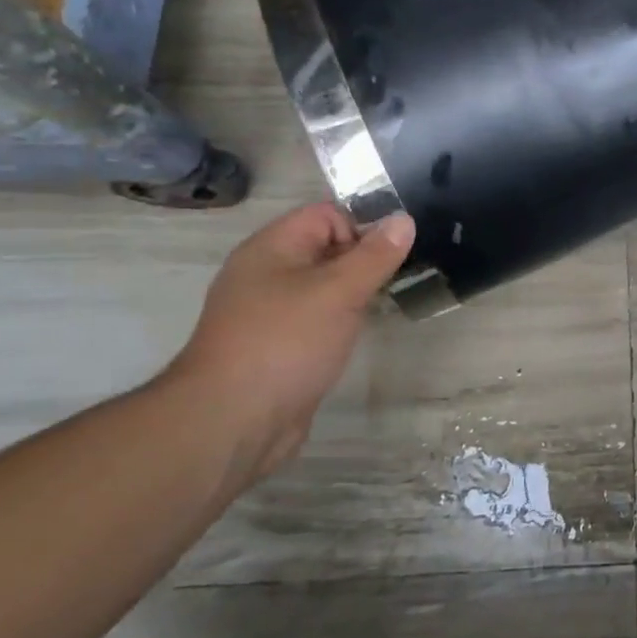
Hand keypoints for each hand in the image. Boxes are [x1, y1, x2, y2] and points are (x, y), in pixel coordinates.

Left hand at [164, 204, 414, 479]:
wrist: (232, 422)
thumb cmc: (285, 343)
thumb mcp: (339, 291)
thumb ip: (375, 255)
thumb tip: (404, 219)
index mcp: (272, 248)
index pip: (326, 214)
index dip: (361, 228)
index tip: (390, 258)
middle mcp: (266, 273)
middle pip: (326, 248)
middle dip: (363, 261)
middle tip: (394, 282)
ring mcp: (269, 312)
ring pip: (323, 286)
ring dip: (354, 293)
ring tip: (380, 308)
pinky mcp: (277, 346)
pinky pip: (315, 318)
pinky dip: (338, 321)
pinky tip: (355, 337)